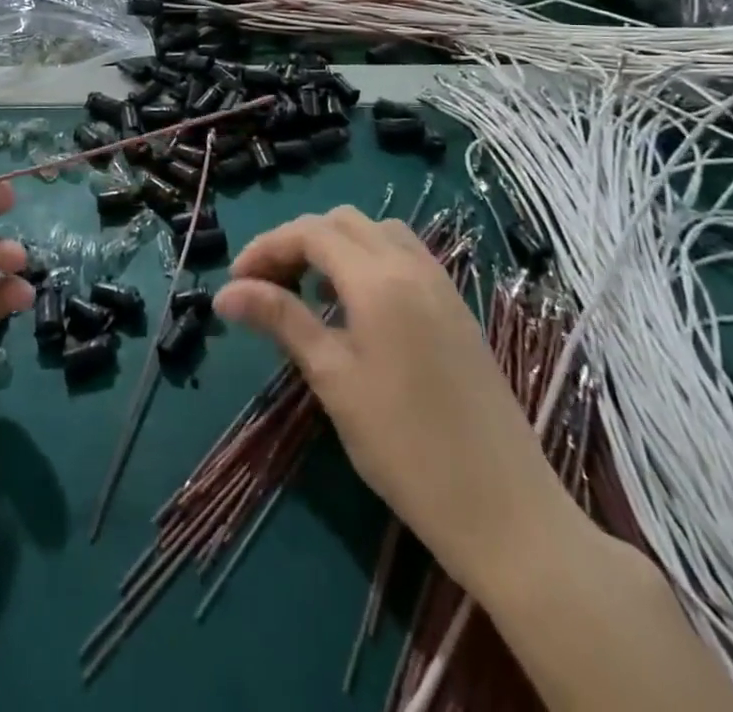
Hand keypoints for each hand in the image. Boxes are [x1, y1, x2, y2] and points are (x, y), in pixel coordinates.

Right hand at [213, 208, 582, 593]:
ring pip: (377, 233)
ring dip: (335, 246)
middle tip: (267, 285)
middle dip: (297, 241)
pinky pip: (404, 256)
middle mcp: (412, 265)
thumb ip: (281, 320)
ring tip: (310, 291)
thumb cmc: (406, 446)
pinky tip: (356, 306)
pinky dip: (368, 260)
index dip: (266, 247)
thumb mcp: (334, 379)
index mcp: (378, 279)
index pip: (310, 232)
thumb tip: (224, 293)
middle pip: (342, 222)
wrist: (508, 511)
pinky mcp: (457, 308)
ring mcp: (441, 284)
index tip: (235, 283)